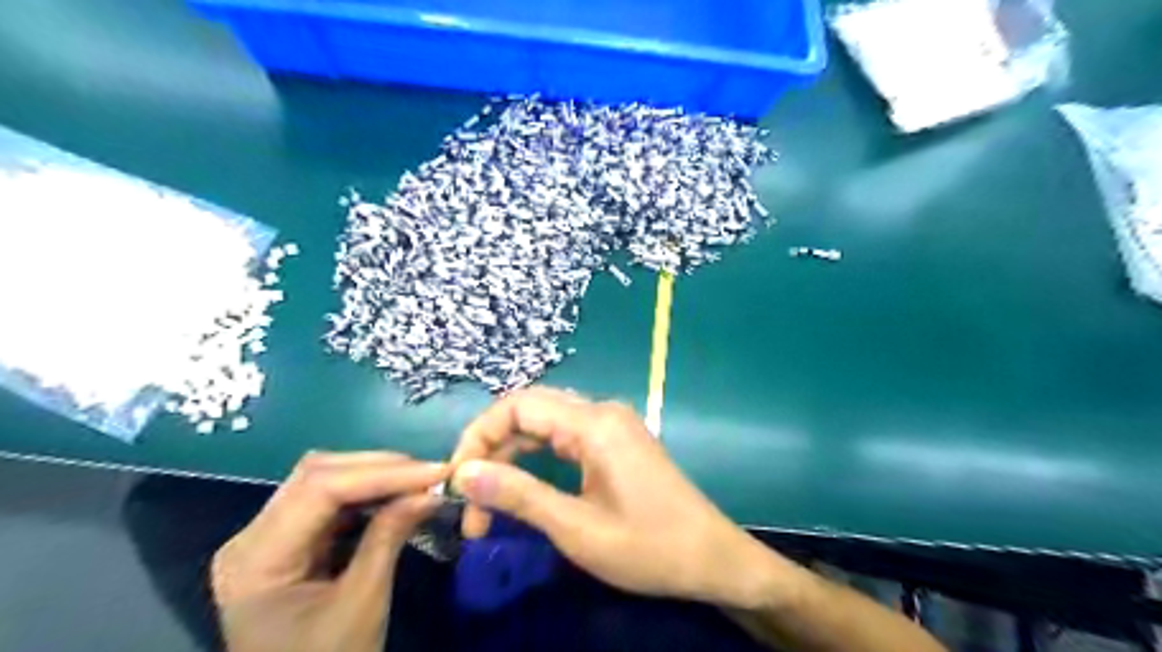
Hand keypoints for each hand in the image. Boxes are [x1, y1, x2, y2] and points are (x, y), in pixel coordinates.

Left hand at [212, 455, 445, 650]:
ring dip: (376, 475)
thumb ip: (390, 537)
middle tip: (432, 474)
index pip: (320, 489)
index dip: (382, 473)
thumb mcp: (362, 604)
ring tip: (420, 481)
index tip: (436, 472)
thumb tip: (431, 491)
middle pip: (318, 474)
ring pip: (324, 479)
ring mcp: (267, 537)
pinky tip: (397, 495)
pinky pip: (329, 500)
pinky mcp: (288, 541)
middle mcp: (251, 537)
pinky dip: (368, 493)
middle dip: (381, 468)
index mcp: (256, 559)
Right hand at [448, 385, 784, 607]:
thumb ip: (519, 495)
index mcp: (594, 424)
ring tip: (488, 501)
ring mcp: (611, 424)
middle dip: (491, 448)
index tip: (457, 479)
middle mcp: (601, 412)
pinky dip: (536, 457)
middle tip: (468, 496)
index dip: (479, 435)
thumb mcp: (577, 529)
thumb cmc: (648, 547)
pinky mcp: (616, 441)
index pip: (518, 405)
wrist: (712, 557)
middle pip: (529, 410)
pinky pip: (564, 436)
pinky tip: (521, 486)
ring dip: (512, 456)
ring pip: (545, 424)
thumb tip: (464, 473)